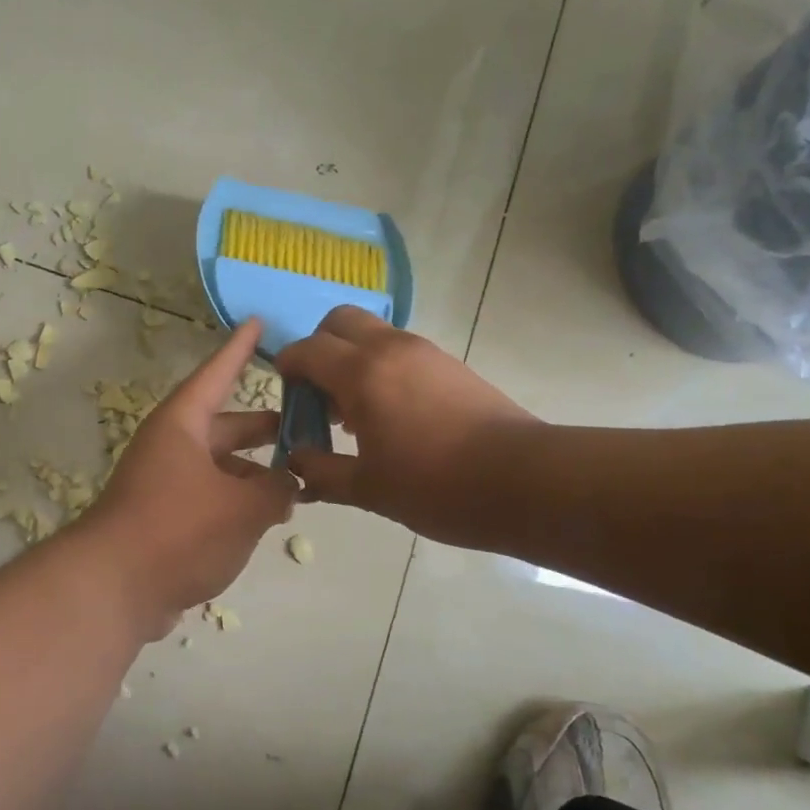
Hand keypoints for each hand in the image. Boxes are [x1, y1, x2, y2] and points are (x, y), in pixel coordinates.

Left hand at [84, 319, 297, 634]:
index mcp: (182, 425)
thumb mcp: (243, 507)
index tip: (257, 322)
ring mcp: (164, 484)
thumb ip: (277, 489)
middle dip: (264, 429)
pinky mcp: (163, 519)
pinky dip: (237, 503)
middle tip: (306, 427)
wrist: (113, 589)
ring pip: (220, 467)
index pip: (217, 374)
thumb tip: (289, 483)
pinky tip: (266, 520)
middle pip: (225, 426)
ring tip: (298, 487)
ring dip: (255, 474)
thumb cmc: (179, 529)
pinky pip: (210, 498)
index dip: (240, 349)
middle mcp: (171, 446)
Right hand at [275, 306, 539, 547]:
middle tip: (319, 393)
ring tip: (354, 412)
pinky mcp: (450, 364)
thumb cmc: (436, 486)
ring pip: (373, 332)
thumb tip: (296, 462)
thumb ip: (322, 471)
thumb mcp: (369, 488)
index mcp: (362, 373)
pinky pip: (400, 350)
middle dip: (319, 347)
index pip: (308, 350)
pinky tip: (390, 415)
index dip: (288, 367)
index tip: (285, 393)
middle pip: (339, 321)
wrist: (524, 481)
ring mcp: (424, 352)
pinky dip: (380, 366)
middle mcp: (390, 349)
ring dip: (351, 357)